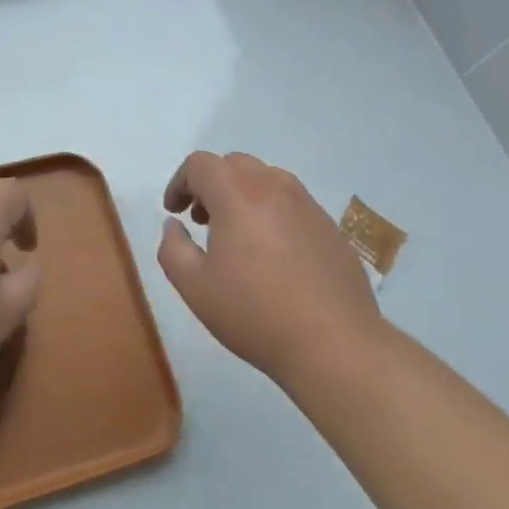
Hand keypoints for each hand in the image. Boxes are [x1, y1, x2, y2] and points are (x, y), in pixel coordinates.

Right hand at [158, 151, 381, 386]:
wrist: (335, 344)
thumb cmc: (255, 313)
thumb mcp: (195, 287)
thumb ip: (173, 248)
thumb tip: (174, 225)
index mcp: (238, 195)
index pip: (200, 164)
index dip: (179, 182)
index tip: (174, 212)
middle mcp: (274, 187)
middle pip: (234, 164)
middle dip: (210, 184)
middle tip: (201, 221)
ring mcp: (307, 205)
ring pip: (266, 179)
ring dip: (241, 194)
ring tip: (236, 236)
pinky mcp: (329, 227)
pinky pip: (291, 202)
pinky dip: (270, 212)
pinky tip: (271, 254)